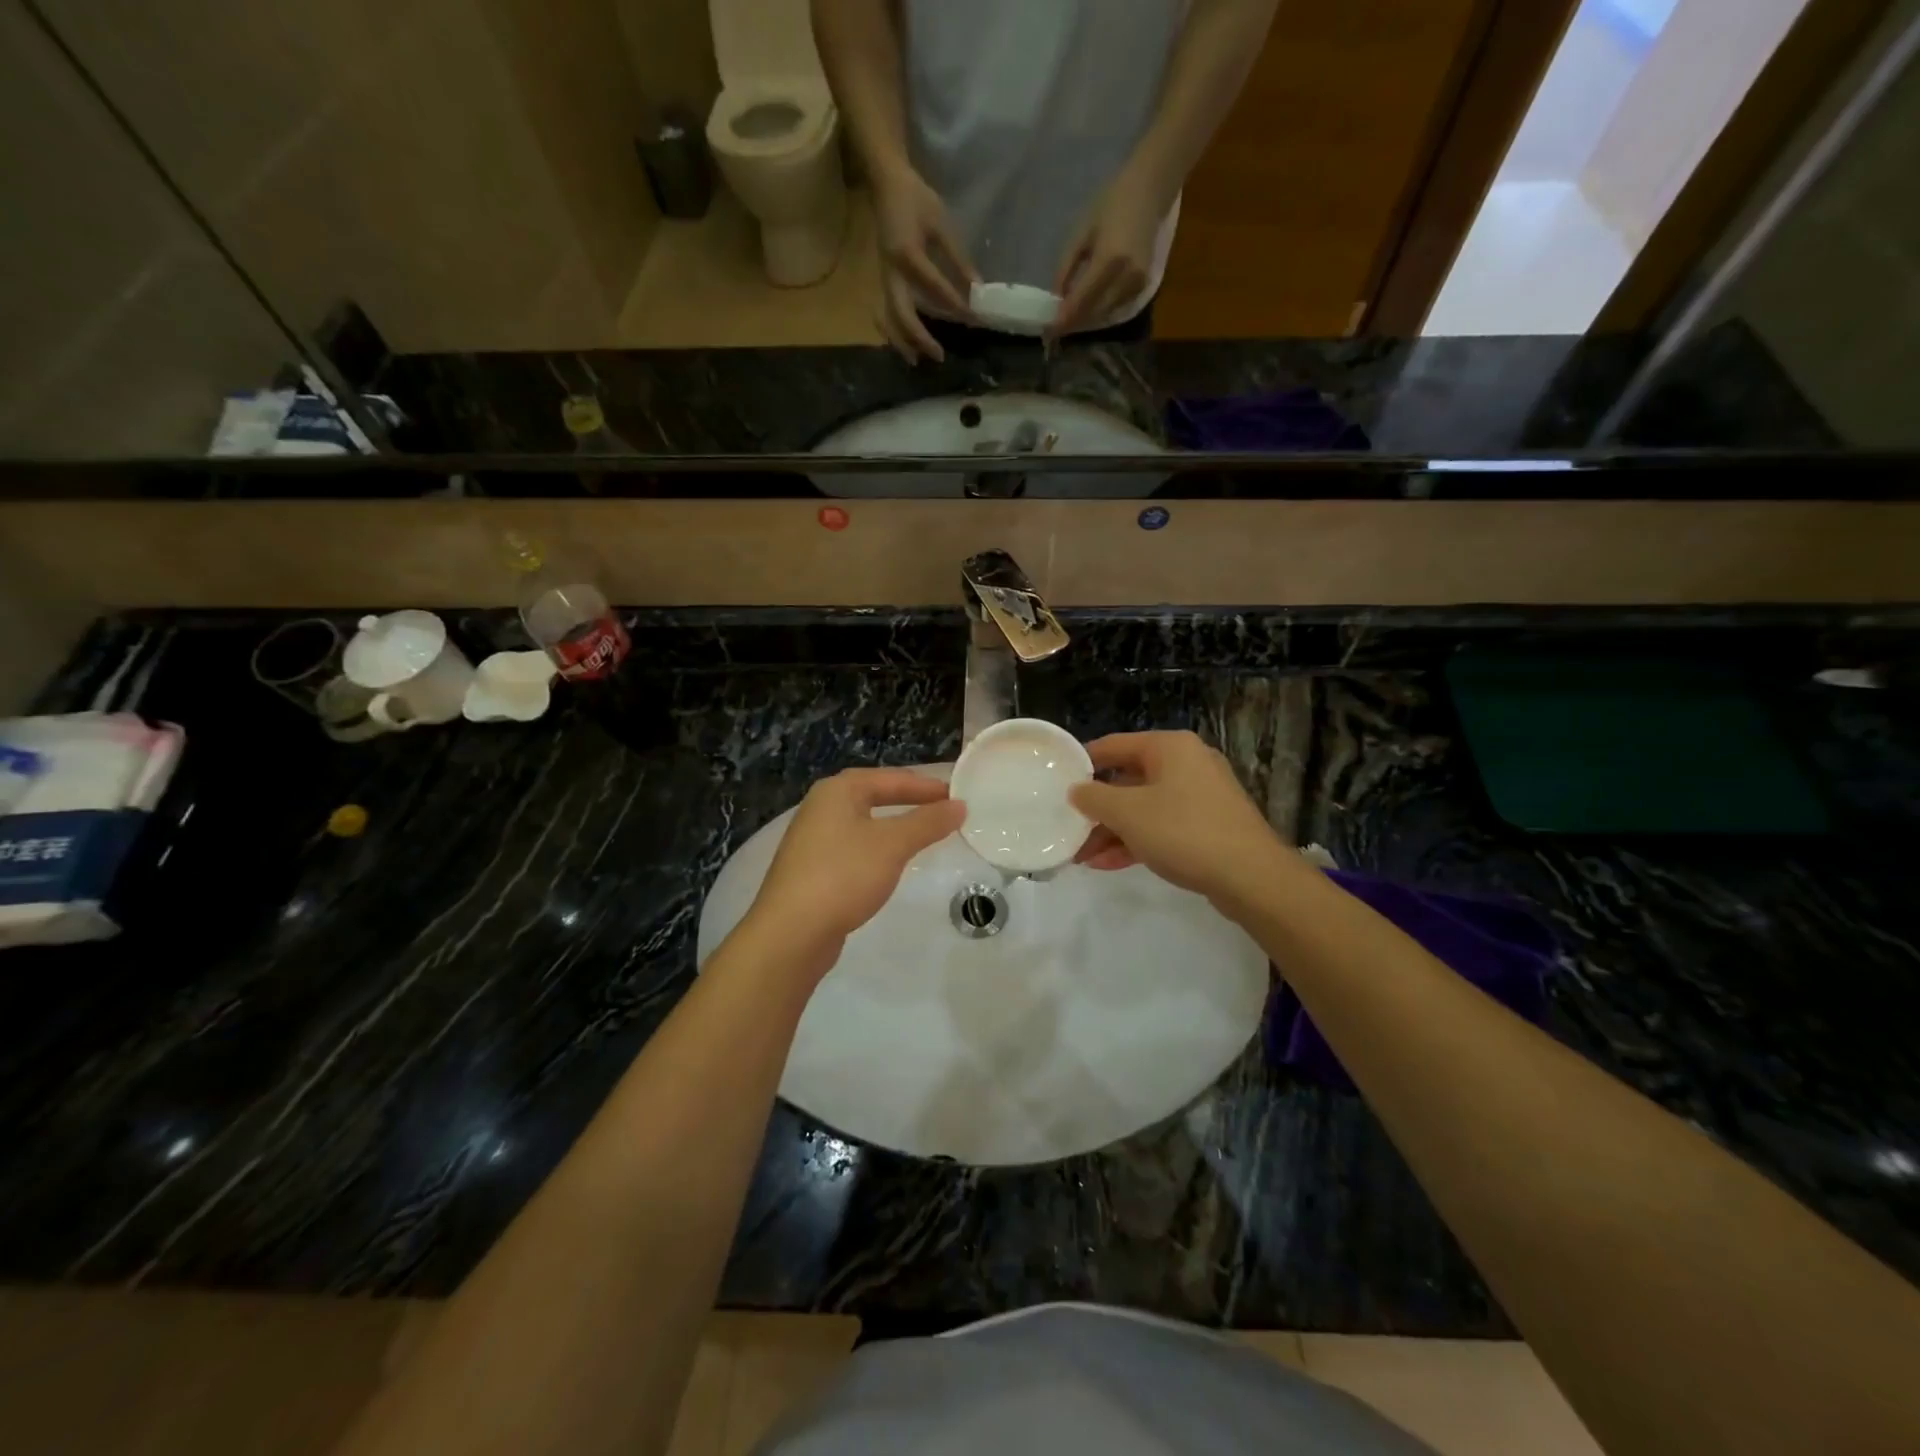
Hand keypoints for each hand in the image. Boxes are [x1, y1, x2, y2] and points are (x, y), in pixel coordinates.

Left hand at [744, 768, 963, 967]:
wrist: (791, 932)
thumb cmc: (844, 875)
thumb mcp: (892, 845)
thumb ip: (927, 822)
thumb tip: (959, 806)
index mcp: (837, 791)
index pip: (890, 778)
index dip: (925, 786)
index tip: (956, 795)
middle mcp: (820, 808)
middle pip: (872, 795)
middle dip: (908, 801)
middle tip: (942, 809)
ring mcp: (812, 840)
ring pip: (862, 823)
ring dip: (893, 825)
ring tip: (922, 834)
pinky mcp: (811, 870)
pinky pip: (853, 848)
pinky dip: (876, 848)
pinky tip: (889, 864)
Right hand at [873, 168, 977, 361]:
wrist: (886, 183)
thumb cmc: (916, 199)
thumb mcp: (942, 223)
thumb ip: (958, 258)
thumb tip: (977, 288)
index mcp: (908, 253)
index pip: (932, 286)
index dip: (952, 303)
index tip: (971, 317)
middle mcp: (892, 271)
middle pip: (902, 314)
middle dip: (919, 337)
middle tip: (939, 355)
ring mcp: (884, 277)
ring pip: (888, 318)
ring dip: (902, 342)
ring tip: (917, 361)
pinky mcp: (882, 280)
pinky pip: (886, 312)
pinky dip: (895, 332)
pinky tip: (907, 346)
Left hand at [1051, 168, 1164, 338]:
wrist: (1149, 190)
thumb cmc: (1111, 204)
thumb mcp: (1081, 233)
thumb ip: (1066, 268)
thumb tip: (1056, 299)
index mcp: (1109, 260)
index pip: (1081, 300)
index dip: (1064, 318)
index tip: (1048, 331)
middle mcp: (1126, 277)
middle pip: (1094, 312)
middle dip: (1073, 323)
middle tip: (1055, 330)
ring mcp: (1138, 283)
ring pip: (1106, 314)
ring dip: (1086, 320)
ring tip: (1068, 322)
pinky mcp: (1144, 285)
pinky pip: (1117, 307)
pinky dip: (1100, 312)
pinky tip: (1088, 309)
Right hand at [1069, 732, 1283, 906]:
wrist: (1251, 877)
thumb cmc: (1183, 832)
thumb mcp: (1128, 813)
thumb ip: (1094, 798)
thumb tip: (1076, 790)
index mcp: (1169, 747)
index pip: (1114, 745)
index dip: (1083, 763)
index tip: (1057, 782)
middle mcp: (1187, 763)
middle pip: (1128, 778)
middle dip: (1097, 808)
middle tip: (1069, 827)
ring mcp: (1200, 795)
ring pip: (1144, 807)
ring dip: (1112, 830)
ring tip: (1081, 856)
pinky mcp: (1208, 825)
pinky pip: (1162, 825)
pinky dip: (1136, 840)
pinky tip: (1107, 863)